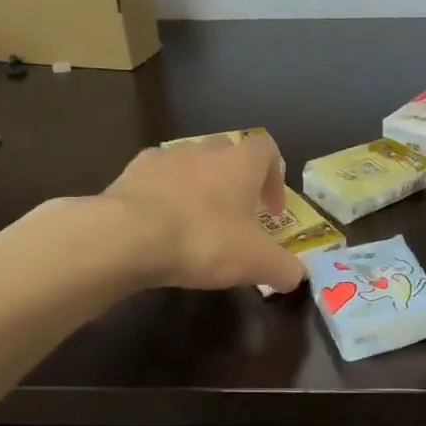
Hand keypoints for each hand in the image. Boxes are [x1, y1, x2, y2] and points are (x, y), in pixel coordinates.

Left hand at [102, 134, 305, 293]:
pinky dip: (163, 192)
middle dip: (235, 180)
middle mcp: (206, 150)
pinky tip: (159, 221)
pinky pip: (156, 176)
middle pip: (228, 152)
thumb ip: (284, 268)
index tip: (270, 211)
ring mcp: (166, 156)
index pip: (268, 150)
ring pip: (191, 162)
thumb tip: (297, 276)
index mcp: (241, 162)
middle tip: (235, 215)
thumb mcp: (256, 263)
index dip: (274, 178)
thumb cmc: (204, 240)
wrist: (129, 236)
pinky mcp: (132, 171)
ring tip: (195, 220)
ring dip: (198, 184)